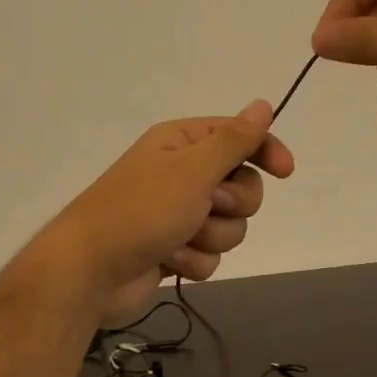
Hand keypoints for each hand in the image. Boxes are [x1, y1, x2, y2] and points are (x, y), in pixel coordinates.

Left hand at [30, 101, 295, 323]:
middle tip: (206, 207)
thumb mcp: (192, 169)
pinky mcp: (175, 248)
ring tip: (178, 239)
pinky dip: (193, 260)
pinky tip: (168, 261)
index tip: (284, 172)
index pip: (240, 137)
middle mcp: (182, 174)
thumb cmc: (141, 210)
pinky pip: (210, 254)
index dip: (265, 151)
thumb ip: (233, 140)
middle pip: (243, 187)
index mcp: (182, 144)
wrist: (91, 271)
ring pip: (230, 226)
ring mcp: (178, 214)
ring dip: (210, 237)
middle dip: (231, 205)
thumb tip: (263, 105)